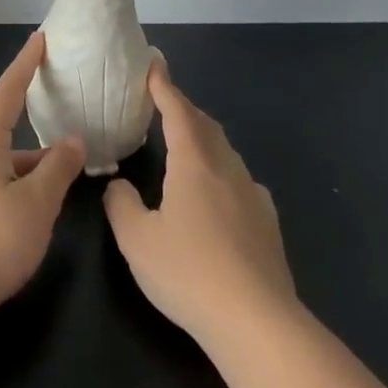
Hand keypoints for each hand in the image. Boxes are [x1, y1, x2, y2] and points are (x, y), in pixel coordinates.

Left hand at [0, 32, 84, 322]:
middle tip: (30, 93)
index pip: (7, 91)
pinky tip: (14, 190)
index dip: (24, 65)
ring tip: (42, 159)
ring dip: (4, 137)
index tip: (39, 39)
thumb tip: (75, 140)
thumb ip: (58, 168)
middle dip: (4, 95)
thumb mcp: (37, 205)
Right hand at [103, 57, 298, 354]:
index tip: (154, 66)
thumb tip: (119, 187)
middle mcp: (227, 170)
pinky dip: (223, 171)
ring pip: (226, 152)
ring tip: (188, 142)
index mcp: (194, 164)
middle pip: (206, 126)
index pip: (178, 113)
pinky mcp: (268, 223)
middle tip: (166, 101)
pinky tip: (220, 191)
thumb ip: (122, 206)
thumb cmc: (188, 272)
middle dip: (185, 109)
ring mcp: (253, 196)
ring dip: (205, 138)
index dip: (164, 87)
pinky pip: (242, 181)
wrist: (256, 322)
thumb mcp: (136, 240)